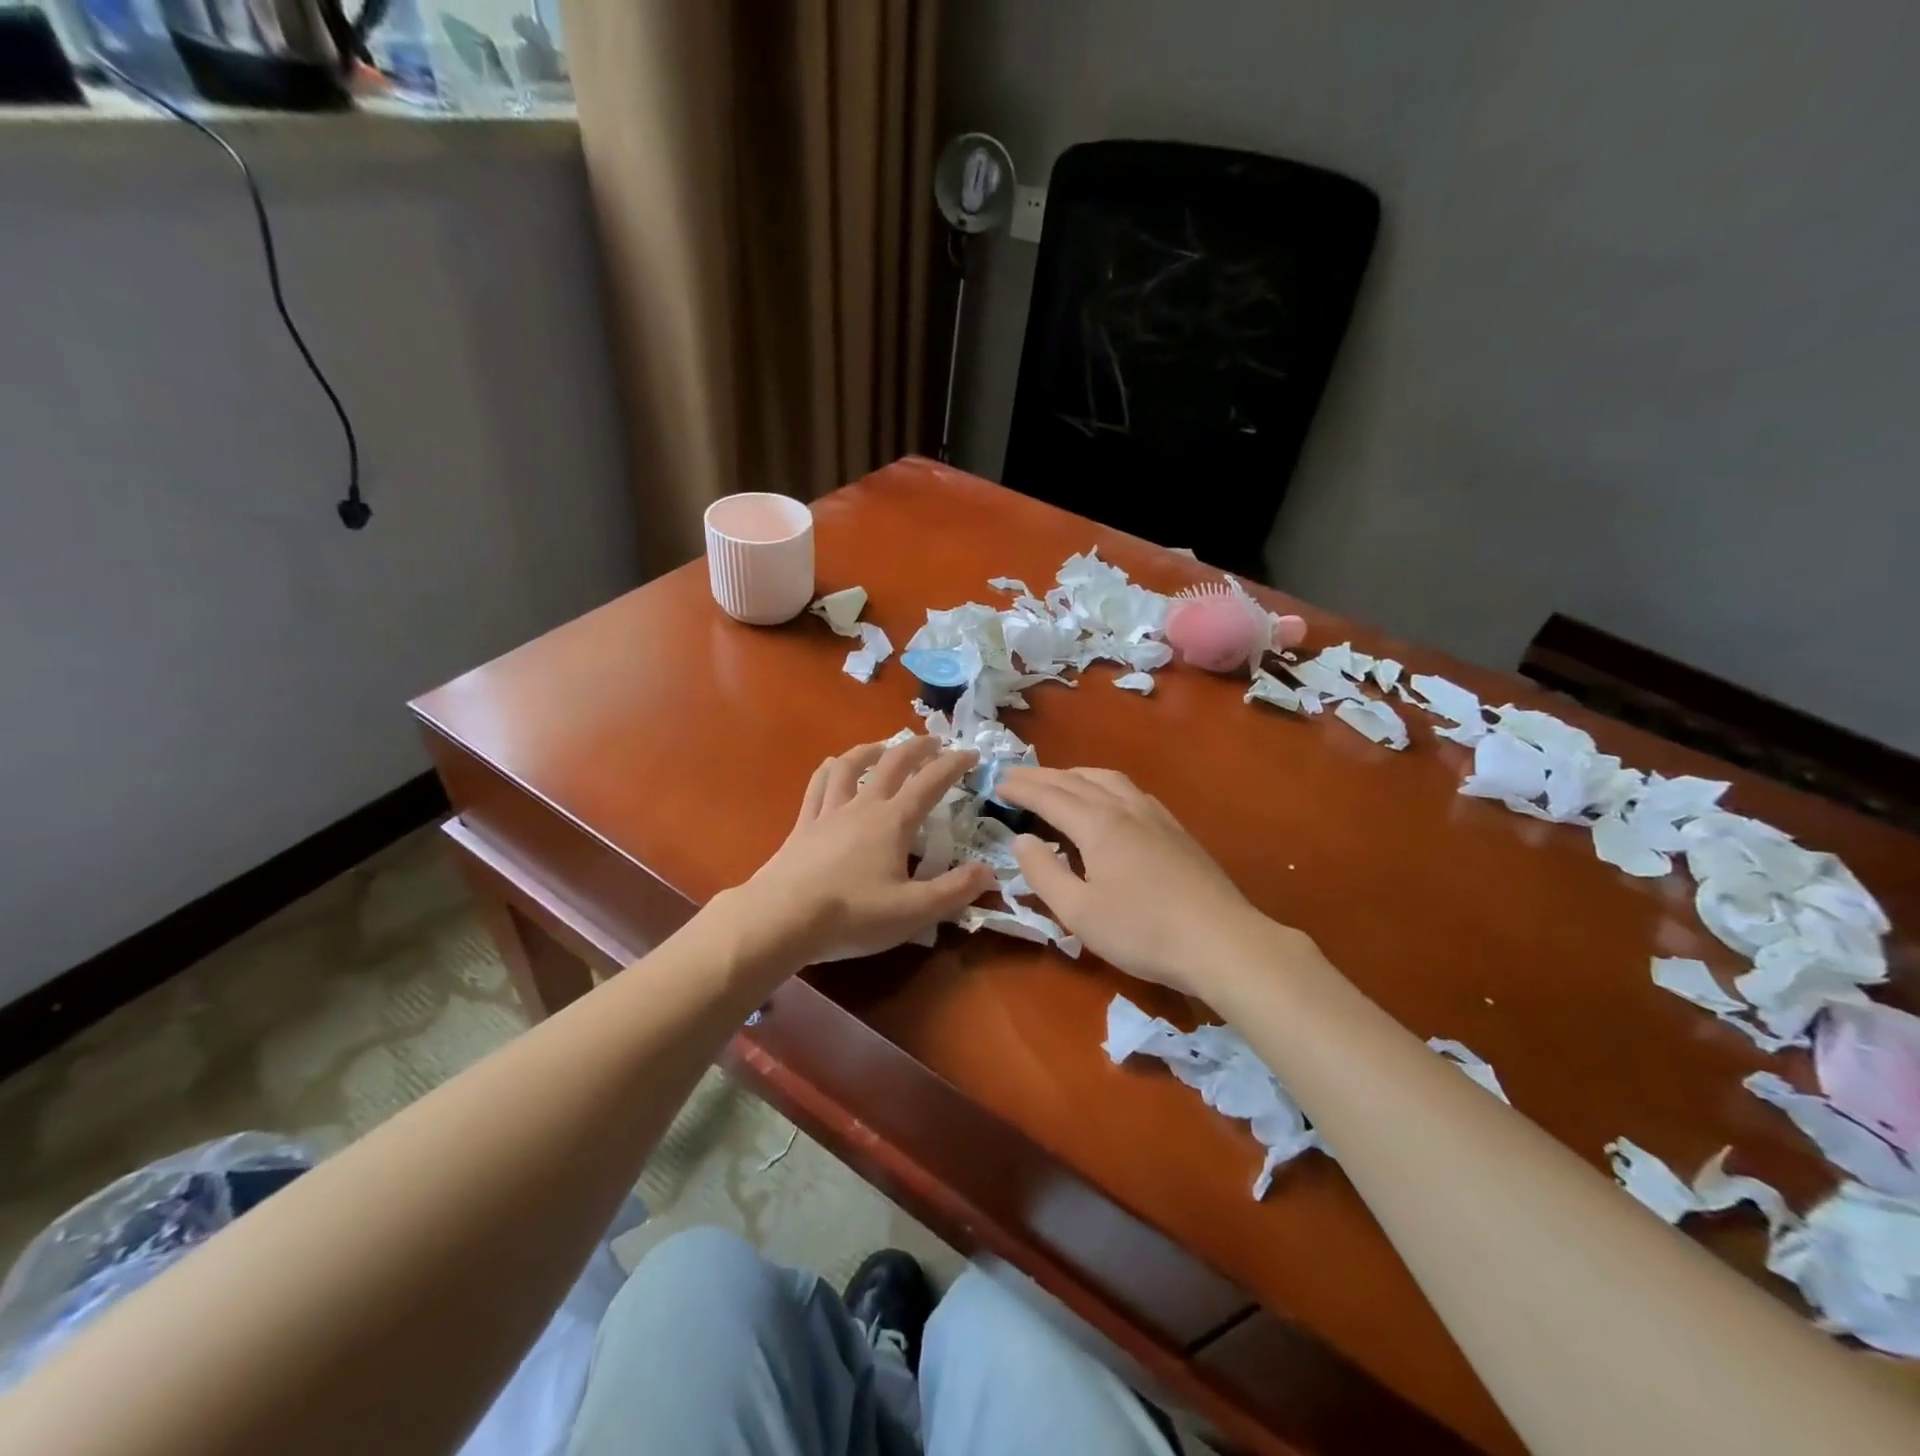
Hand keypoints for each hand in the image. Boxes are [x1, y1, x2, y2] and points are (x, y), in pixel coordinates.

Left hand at [738, 737, 995, 968]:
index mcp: (893, 822)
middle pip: (893, 763)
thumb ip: (954, 890)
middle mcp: (863, 806)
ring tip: (884, 746)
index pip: (931, 782)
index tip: (971, 754)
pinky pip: (818, 785)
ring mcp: (829, 812)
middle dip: (917, 748)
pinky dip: (831, 769)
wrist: (782, 918)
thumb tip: (988, 871)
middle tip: (934, 741)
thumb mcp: (914, 911)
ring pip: (851, 766)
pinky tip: (834, 766)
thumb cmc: (852, 914)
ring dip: (872, 749)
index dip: (954, 765)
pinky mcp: (804, 825)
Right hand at [996, 766, 1291, 996]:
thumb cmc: (1142, 931)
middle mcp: (1125, 808)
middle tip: (1016, 776)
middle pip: (1077, 780)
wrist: (1221, 941)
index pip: (1049, 796)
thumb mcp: (1078, 912)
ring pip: (1108, 779)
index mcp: (1098, 824)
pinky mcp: (1176, 830)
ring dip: (1075, 775)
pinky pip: (1130, 791)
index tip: (997, 783)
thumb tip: (1021, 839)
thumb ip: (1043, 873)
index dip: (1021, 788)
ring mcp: (1155, 815)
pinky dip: (1104, 785)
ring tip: (1058, 781)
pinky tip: (1109, 800)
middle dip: (1043, 776)